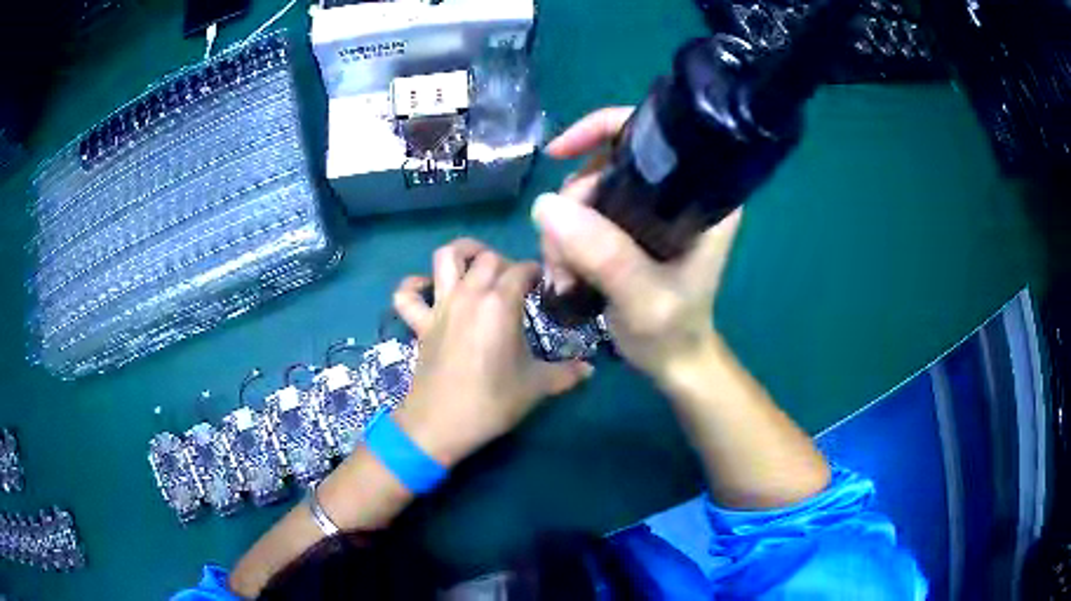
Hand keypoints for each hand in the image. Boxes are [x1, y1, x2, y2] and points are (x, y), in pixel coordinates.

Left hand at [390, 238, 592, 465]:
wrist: (440, 424)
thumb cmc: (491, 402)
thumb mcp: (536, 388)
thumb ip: (566, 373)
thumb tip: (590, 370)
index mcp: (500, 304)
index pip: (522, 269)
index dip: (537, 272)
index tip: (545, 286)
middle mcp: (469, 294)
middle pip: (488, 257)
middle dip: (506, 262)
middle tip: (517, 284)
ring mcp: (440, 306)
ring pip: (445, 257)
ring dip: (462, 253)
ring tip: (477, 264)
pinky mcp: (420, 323)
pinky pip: (407, 295)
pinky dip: (413, 286)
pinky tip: (426, 289)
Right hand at [536, 108, 742, 384]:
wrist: (672, 362)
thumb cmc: (671, 332)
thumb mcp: (643, 298)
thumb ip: (605, 255)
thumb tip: (546, 205)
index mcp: (701, 196)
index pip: (652, 135)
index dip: (601, 130)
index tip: (560, 153)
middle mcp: (678, 192)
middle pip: (608, 163)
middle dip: (574, 202)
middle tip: (561, 254)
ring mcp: (652, 209)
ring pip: (590, 189)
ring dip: (565, 228)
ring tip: (562, 272)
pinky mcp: (632, 227)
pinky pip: (585, 213)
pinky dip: (567, 239)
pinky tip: (564, 271)